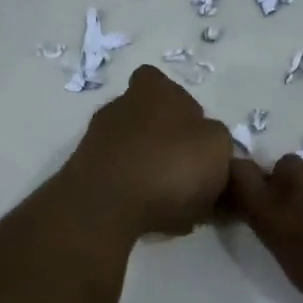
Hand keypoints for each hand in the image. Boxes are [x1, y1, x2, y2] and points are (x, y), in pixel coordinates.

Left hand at [63, 66, 235, 240]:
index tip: (196, 136)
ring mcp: (97, 141)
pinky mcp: (85, 175)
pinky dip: (137, 196)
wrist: (105, 207)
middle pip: (150, 121)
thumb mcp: (218, 147)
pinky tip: (154, 219)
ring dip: (153, 173)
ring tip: (177, 207)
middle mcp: (120, 107)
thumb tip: (209, 145)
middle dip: (168, 145)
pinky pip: (121, 182)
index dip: (181, 108)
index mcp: (153, 90)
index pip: (162, 84)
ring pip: (135, 154)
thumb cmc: (170, 164)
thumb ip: (217, 141)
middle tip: (191, 177)